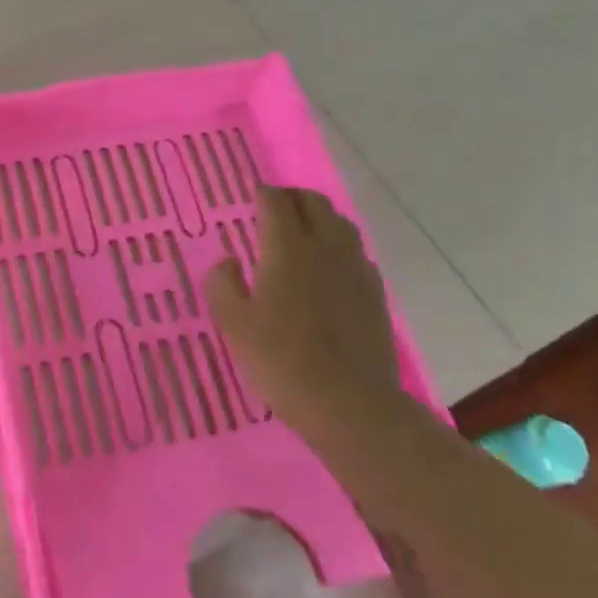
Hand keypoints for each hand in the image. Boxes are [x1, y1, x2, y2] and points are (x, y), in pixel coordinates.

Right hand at [204, 186, 403, 437]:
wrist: (348, 404)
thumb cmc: (280, 360)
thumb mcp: (232, 323)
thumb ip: (223, 283)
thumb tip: (229, 261)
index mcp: (287, 249)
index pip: (276, 202)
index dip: (262, 193)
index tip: (251, 195)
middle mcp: (325, 248)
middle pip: (313, 203)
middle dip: (291, 197)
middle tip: (273, 208)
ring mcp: (355, 269)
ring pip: (340, 223)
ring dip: (318, 216)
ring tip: (301, 230)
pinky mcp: (375, 293)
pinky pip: (356, 252)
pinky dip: (338, 245)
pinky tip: (329, 266)